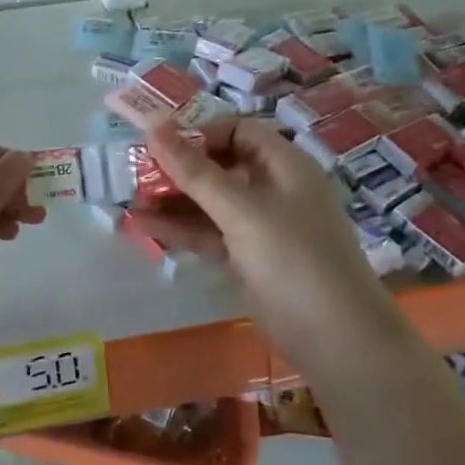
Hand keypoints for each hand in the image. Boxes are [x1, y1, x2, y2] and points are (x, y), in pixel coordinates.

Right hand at [128, 120, 396, 365]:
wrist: (335, 338)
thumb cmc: (294, 258)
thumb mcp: (241, 210)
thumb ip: (195, 171)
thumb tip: (153, 126)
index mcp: (285, 166)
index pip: (238, 132)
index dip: (200, 134)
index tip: (160, 144)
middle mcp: (273, 190)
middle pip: (220, 166)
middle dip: (178, 168)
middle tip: (135, 173)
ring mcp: (260, 227)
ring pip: (210, 203)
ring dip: (172, 200)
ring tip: (128, 200)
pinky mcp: (247, 259)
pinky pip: (208, 234)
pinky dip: (179, 229)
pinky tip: (143, 226)